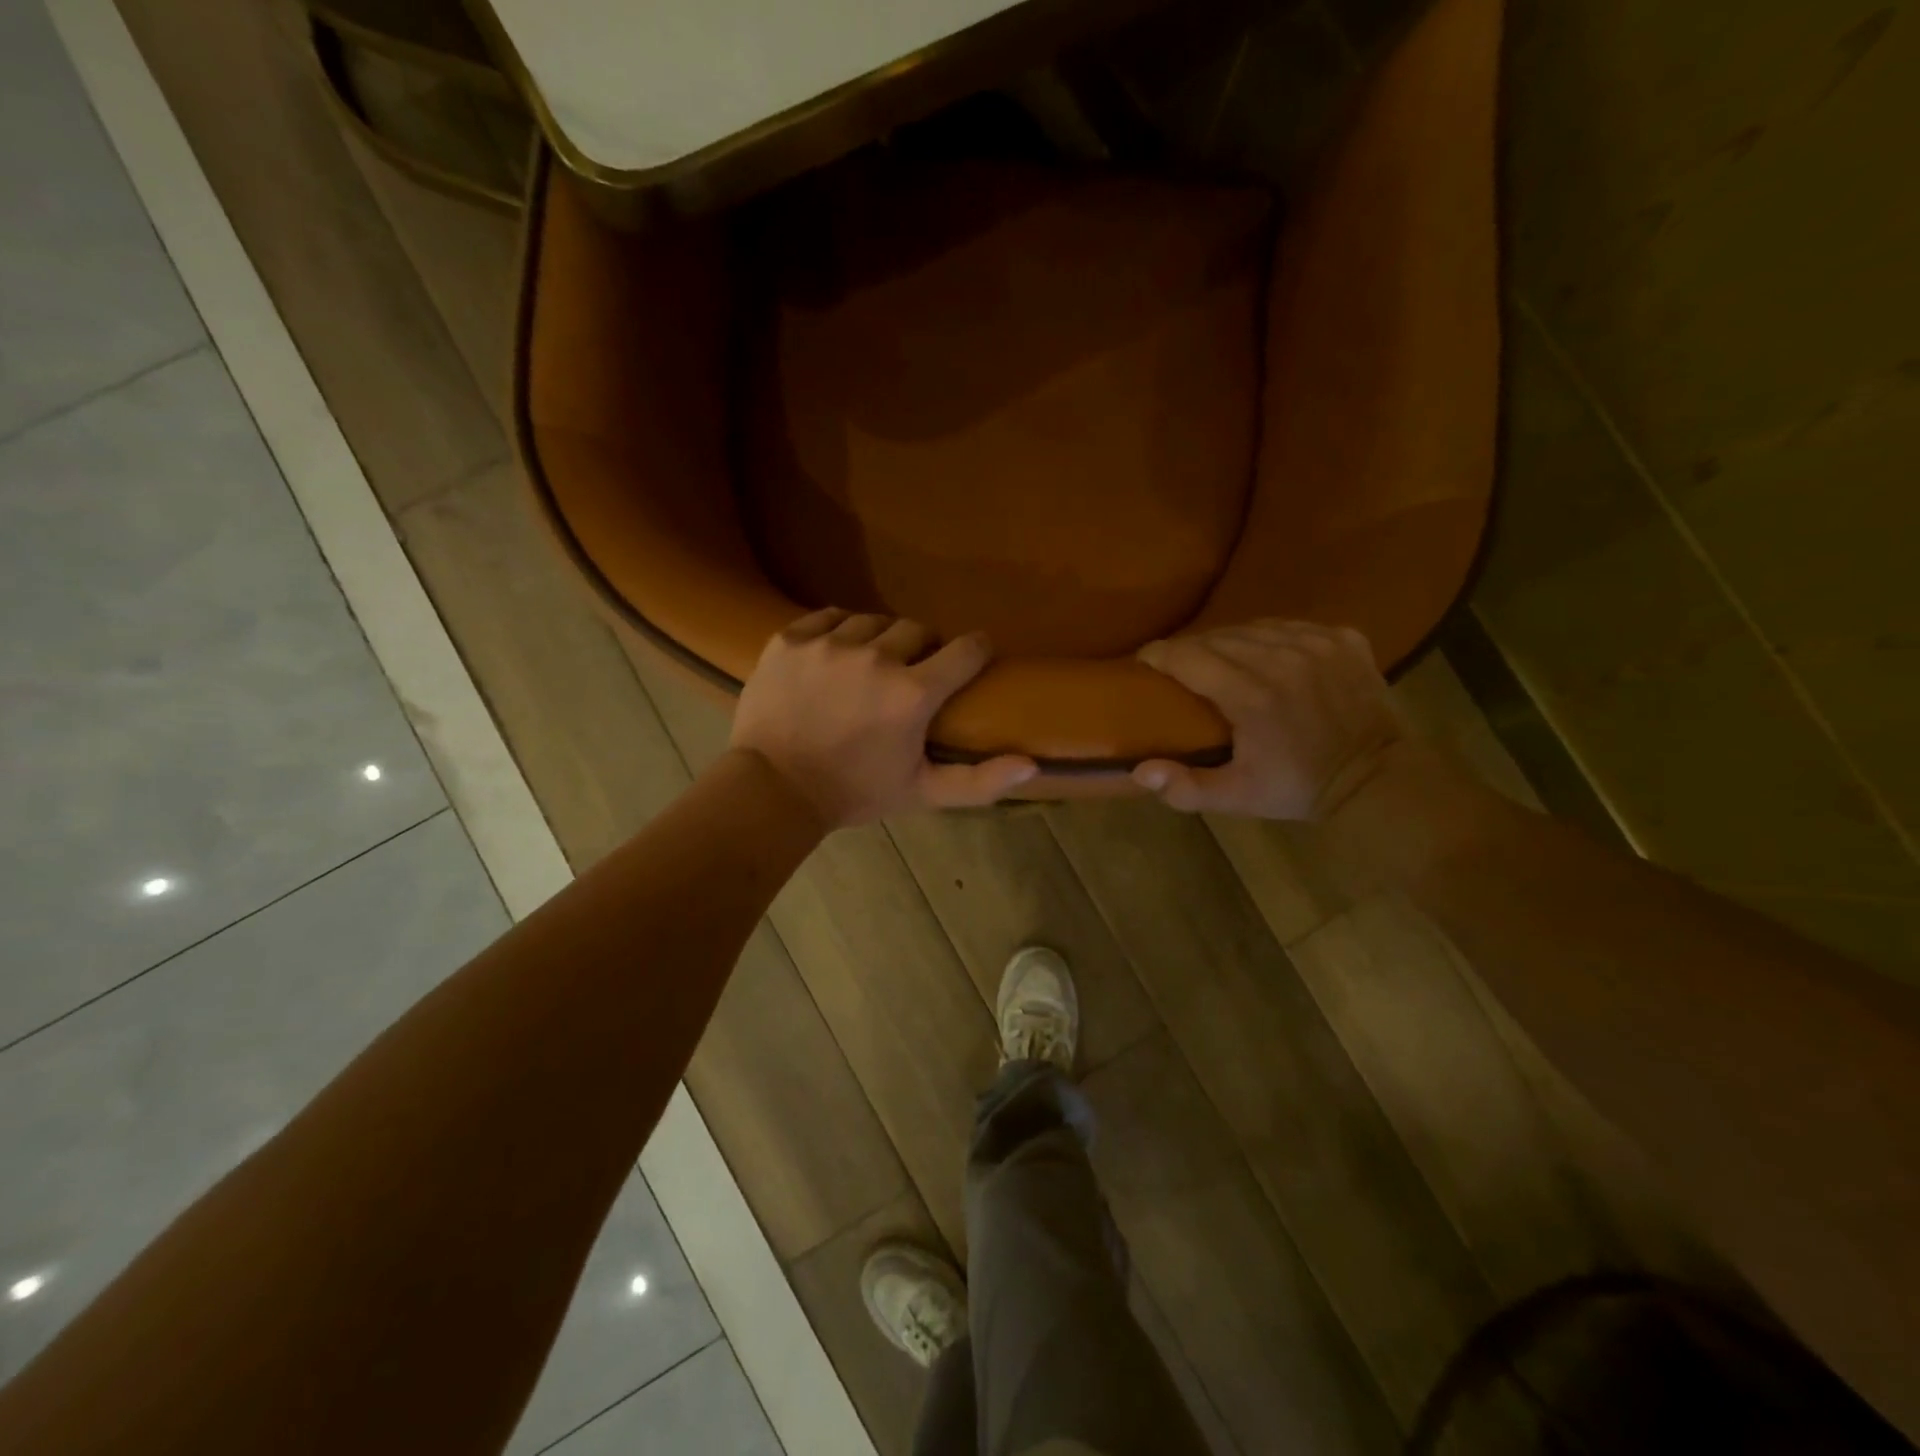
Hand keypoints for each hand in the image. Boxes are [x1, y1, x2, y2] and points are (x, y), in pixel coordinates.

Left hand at [732, 609, 1038, 827]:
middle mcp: (875, 658)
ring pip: (873, 621)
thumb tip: (1032, 763)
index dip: (975, 651)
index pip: (966, 649)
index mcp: (913, 694)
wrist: (773, 790)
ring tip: (868, 666)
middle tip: (910, 675)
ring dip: (879, 640)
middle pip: (919, 629)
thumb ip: (979, 781)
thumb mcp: (922, 793)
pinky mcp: (790, 639)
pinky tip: (835, 655)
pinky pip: (829, 617)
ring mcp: (829, 644)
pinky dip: (838, 632)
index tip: (971, 658)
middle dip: (923, 650)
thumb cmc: (855, 792)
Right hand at [1132, 620, 1411, 820]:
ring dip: (1229, 641)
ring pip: (1253, 626)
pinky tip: (1267, 657)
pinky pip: (1290, 625)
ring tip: (1220, 661)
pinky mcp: (1343, 638)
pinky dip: (1270, 637)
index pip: (1187, 656)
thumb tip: (1139, 770)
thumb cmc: (1297, 788)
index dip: (1158, 655)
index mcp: (1251, 695)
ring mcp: (1317, 643)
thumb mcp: (1236, 798)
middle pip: (1217, 637)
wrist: (1377, 780)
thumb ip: (1185, 787)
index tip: (1145, 663)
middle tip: (1180, 670)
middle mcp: (1282, 659)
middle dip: (1191, 650)